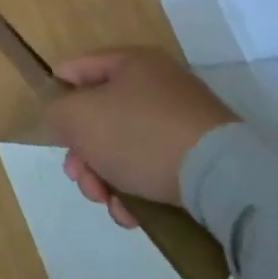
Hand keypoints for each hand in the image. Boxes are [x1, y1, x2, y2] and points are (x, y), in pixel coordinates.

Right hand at [40, 47, 237, 228]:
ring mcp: (185, 123)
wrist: (223, 179)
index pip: (78, 69)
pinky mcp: (203, 159)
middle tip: (79, 178)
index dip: (58, 95)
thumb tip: (65, 121)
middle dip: (83, 153)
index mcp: (131, 63)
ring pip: (126, 148)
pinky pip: (156, 169)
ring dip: (107, 178)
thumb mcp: (77, 117)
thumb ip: (56, 112)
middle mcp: (159, 85)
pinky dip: (138, 192)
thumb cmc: (139, 133)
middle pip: (101, 116)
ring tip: (108, 204)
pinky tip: (133, 215)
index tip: (54, 129)